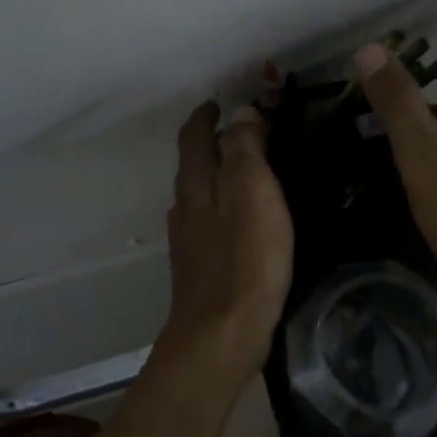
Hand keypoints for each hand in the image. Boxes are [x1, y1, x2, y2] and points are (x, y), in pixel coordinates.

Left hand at [156, 101, 292, 377]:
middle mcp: (184, 207)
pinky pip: (206, 221)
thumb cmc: (245, 258)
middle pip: (192, 165)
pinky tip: (236, 220)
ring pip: (197, 194)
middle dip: (210, 143)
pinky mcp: (198, 268)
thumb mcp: (252, 190)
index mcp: (197, 184)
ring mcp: (188, 240)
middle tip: (239, 132)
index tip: (217, 103)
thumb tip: (240, 113)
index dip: (205, 116)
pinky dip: (219, 206)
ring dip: (214, 175)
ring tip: (242, 171)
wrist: (221, 334)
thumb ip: (245, 148)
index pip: (194, 137)